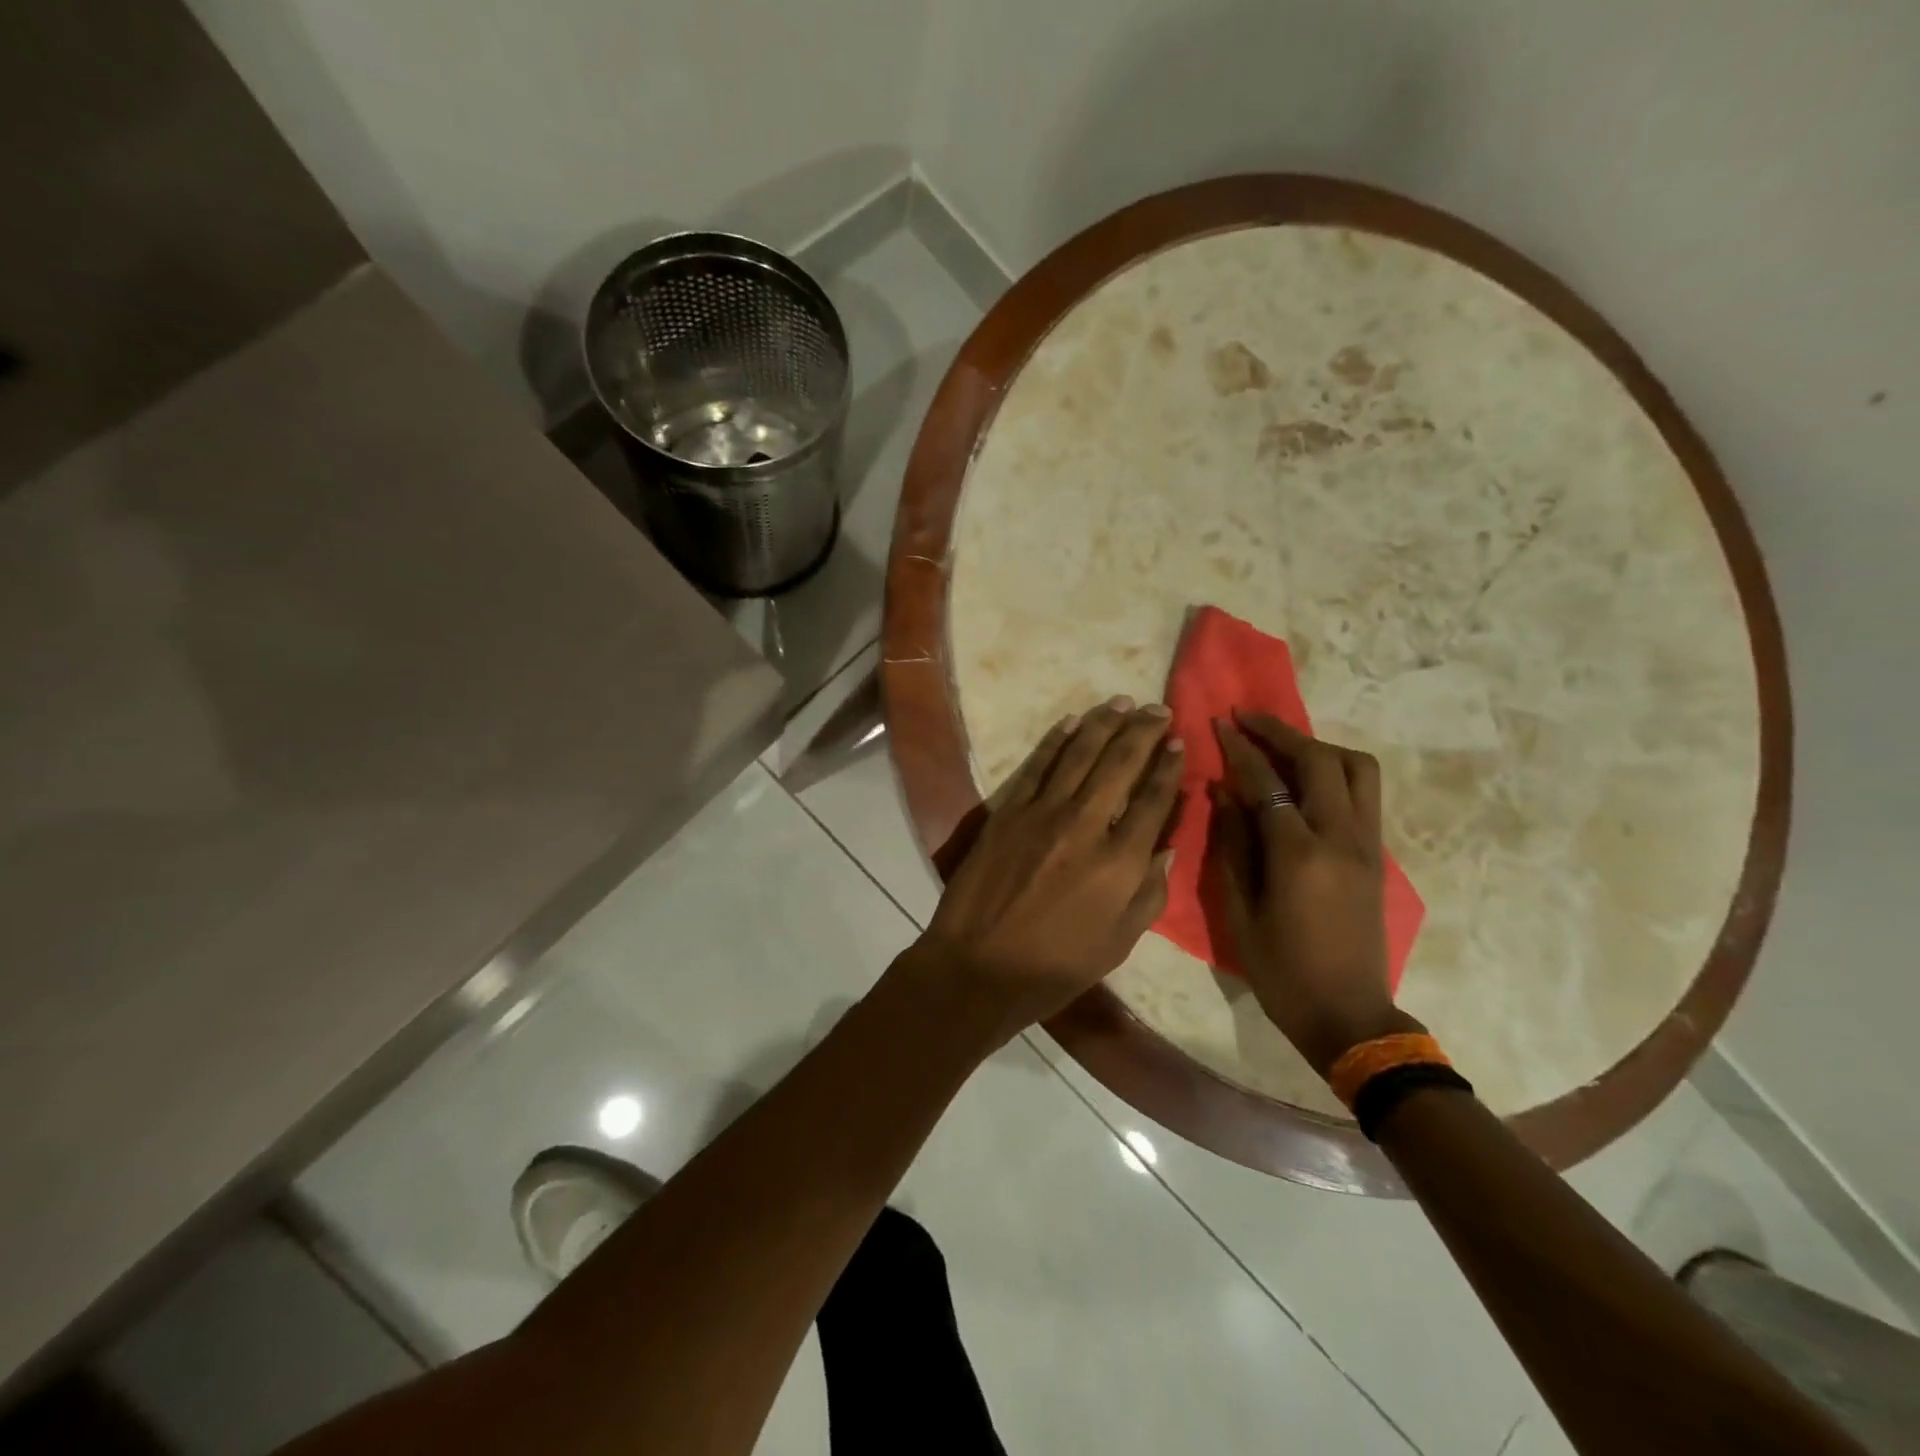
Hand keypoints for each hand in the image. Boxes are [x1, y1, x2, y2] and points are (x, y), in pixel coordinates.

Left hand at [907, 697, 1184, 1042]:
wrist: (979, 966)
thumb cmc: (1055, 966)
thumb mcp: (1119, 942)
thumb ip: (1149, 892)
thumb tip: (1166, 845)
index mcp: (1120, 863)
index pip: (1153, 800)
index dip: (1169, 766)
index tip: (1179, 742)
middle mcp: (1086, 826)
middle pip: (1120, 764)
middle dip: (1143, 731)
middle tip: (1158, 709)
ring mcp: (1042, 813)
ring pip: (1080, 754)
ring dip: (1104, 723)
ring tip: (1122, 702)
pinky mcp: (1008, 811)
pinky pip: (1037, 765)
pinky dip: (1056, 740)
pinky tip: (1072, 721)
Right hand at [1212, 712, 1421, 1076]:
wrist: (1349, 1015)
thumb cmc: (1281, 971)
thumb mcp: (1240, 912)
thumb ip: (1232, 845)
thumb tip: (1223, 792)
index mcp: (1299, 855)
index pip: (1268, 782)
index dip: (1241, 748)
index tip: (1220, 722)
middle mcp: (1341, 838)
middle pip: (1320, 760)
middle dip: (1281, 732)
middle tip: (1248, 719)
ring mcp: (1367, 844)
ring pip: (1356, 768)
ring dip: (1317, 746)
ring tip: (1282, 746)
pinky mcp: (1377, 855)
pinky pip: (1364, 792)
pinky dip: (1334, 770)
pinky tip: (1304, 780)